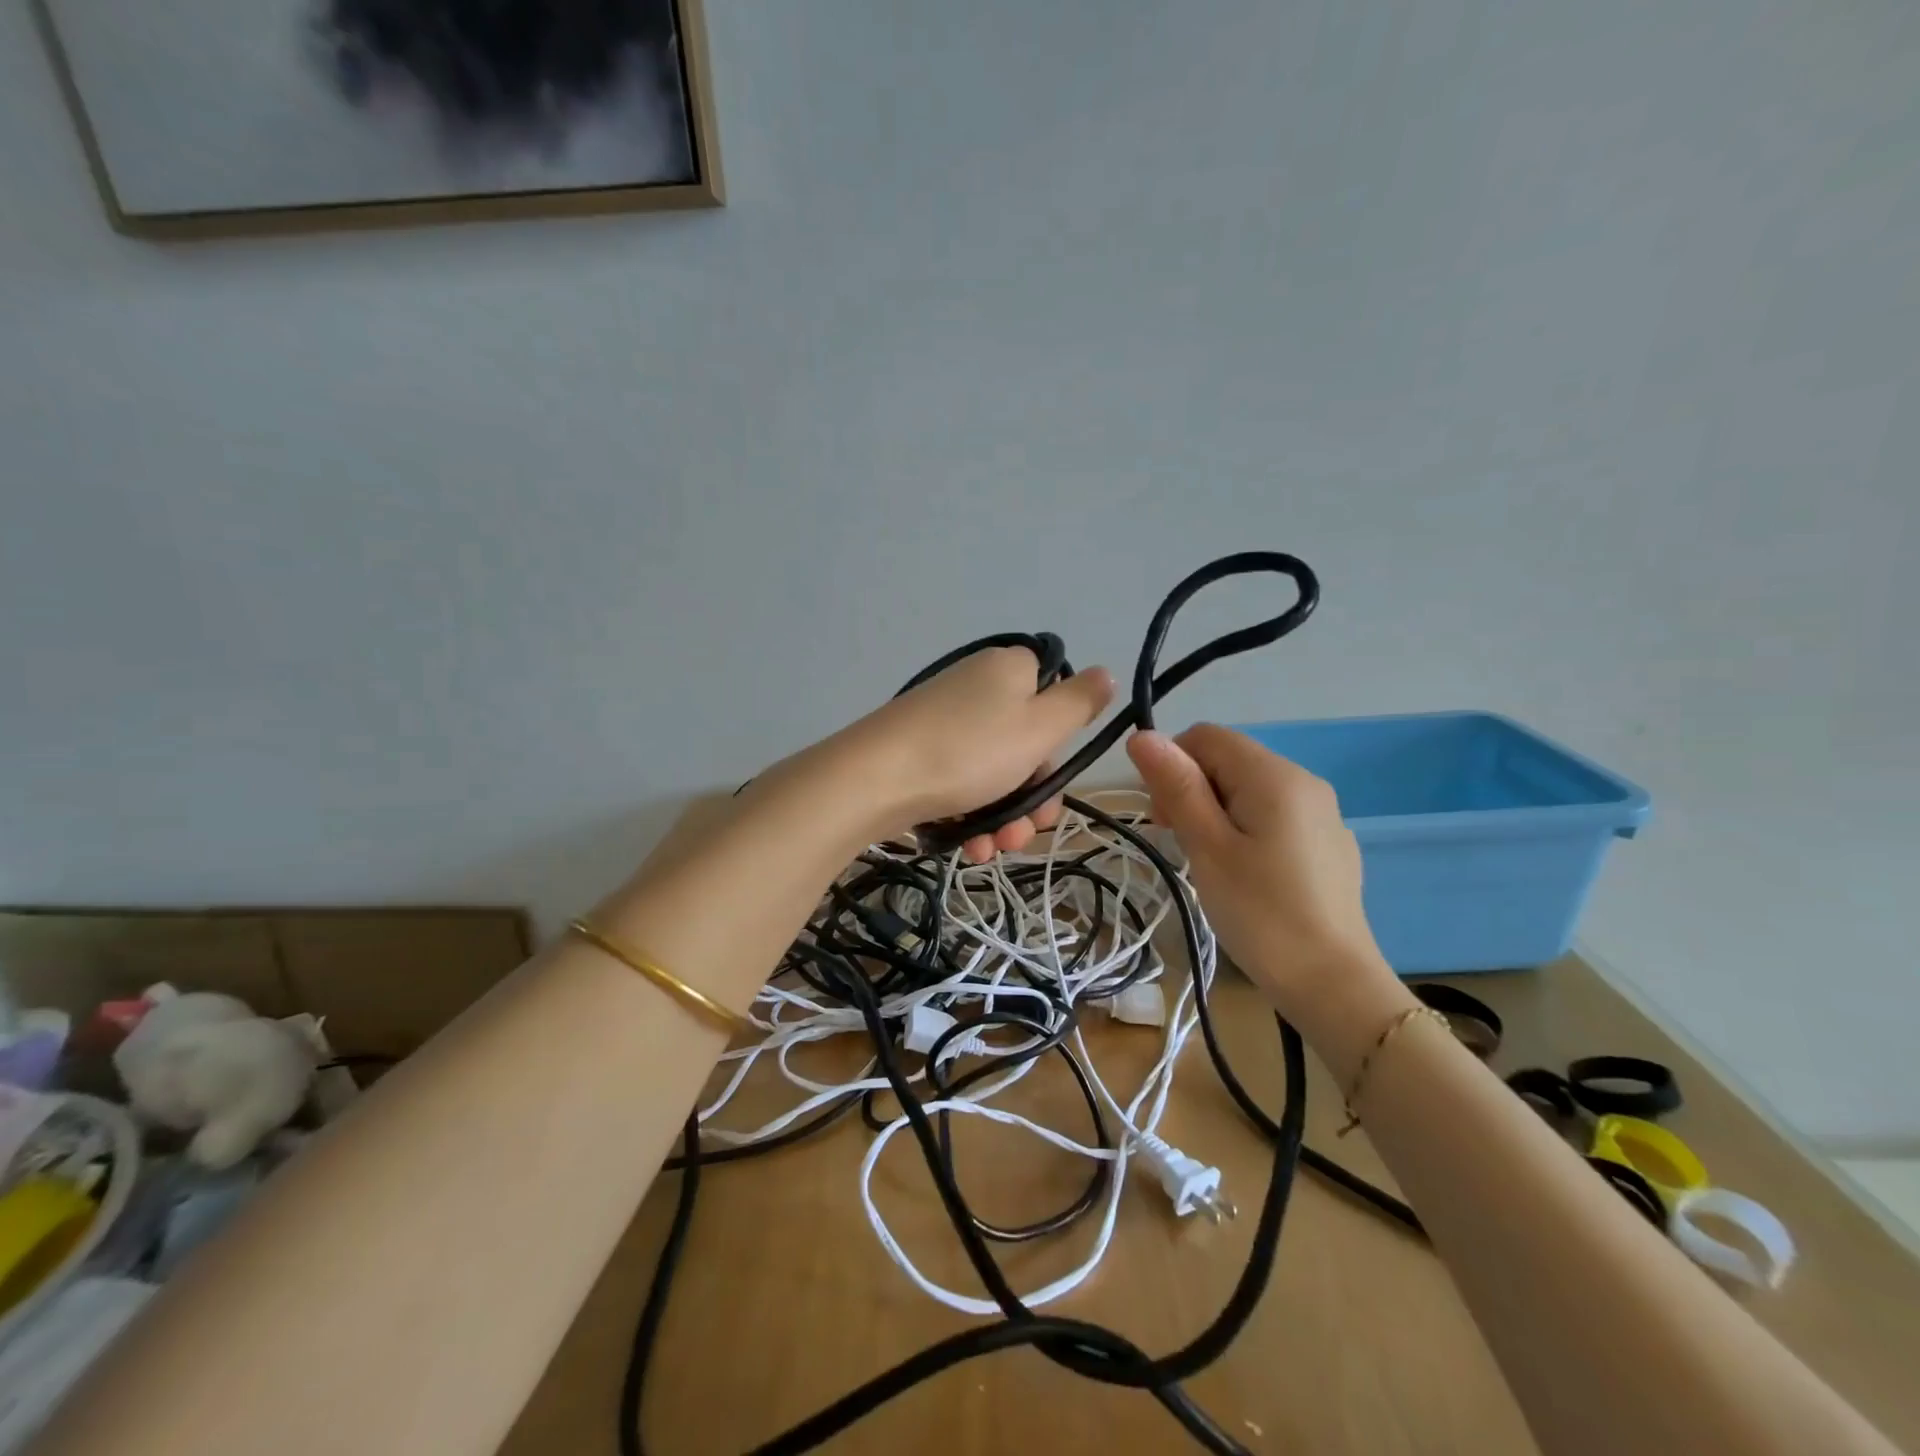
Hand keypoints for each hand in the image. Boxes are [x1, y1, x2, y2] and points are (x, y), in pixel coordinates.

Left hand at [842, 648, 1114, 862]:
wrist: (874, 779)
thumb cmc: (969, 751)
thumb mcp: (1039, 727)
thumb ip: (1078, 702)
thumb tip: (1104, 672)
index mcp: (1009, 670)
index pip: (1052, 698)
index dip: (1059, 745)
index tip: (1054, 778)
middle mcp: (976, 688)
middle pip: (1024, 743)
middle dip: (1032, 797)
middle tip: (1028, 832)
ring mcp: (944, 720)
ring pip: (994, 772)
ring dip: (1005, 816)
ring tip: (994, 849)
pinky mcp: (919, 751)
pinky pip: (961, 781)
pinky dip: (972, 814)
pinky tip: (970, 845)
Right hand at [1127, 724, 1396, 1025]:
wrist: (1333, 984)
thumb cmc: (1260, 913)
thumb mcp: (1207, 847)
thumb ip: (1177, 786)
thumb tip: (1143, 735)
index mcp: (1274, 776)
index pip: (1206, 737)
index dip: (1172, 765)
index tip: (1163, 818)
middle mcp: (1304, 781)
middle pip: (1229, 760)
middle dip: (1193, 790)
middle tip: (1181, 845)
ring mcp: (1323, 814)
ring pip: (1250, 789)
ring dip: (1217, 813)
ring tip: (1211, 864)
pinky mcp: (1329, 844)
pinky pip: (1275, 816)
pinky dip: (1247, 830)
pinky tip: (1248, 876)